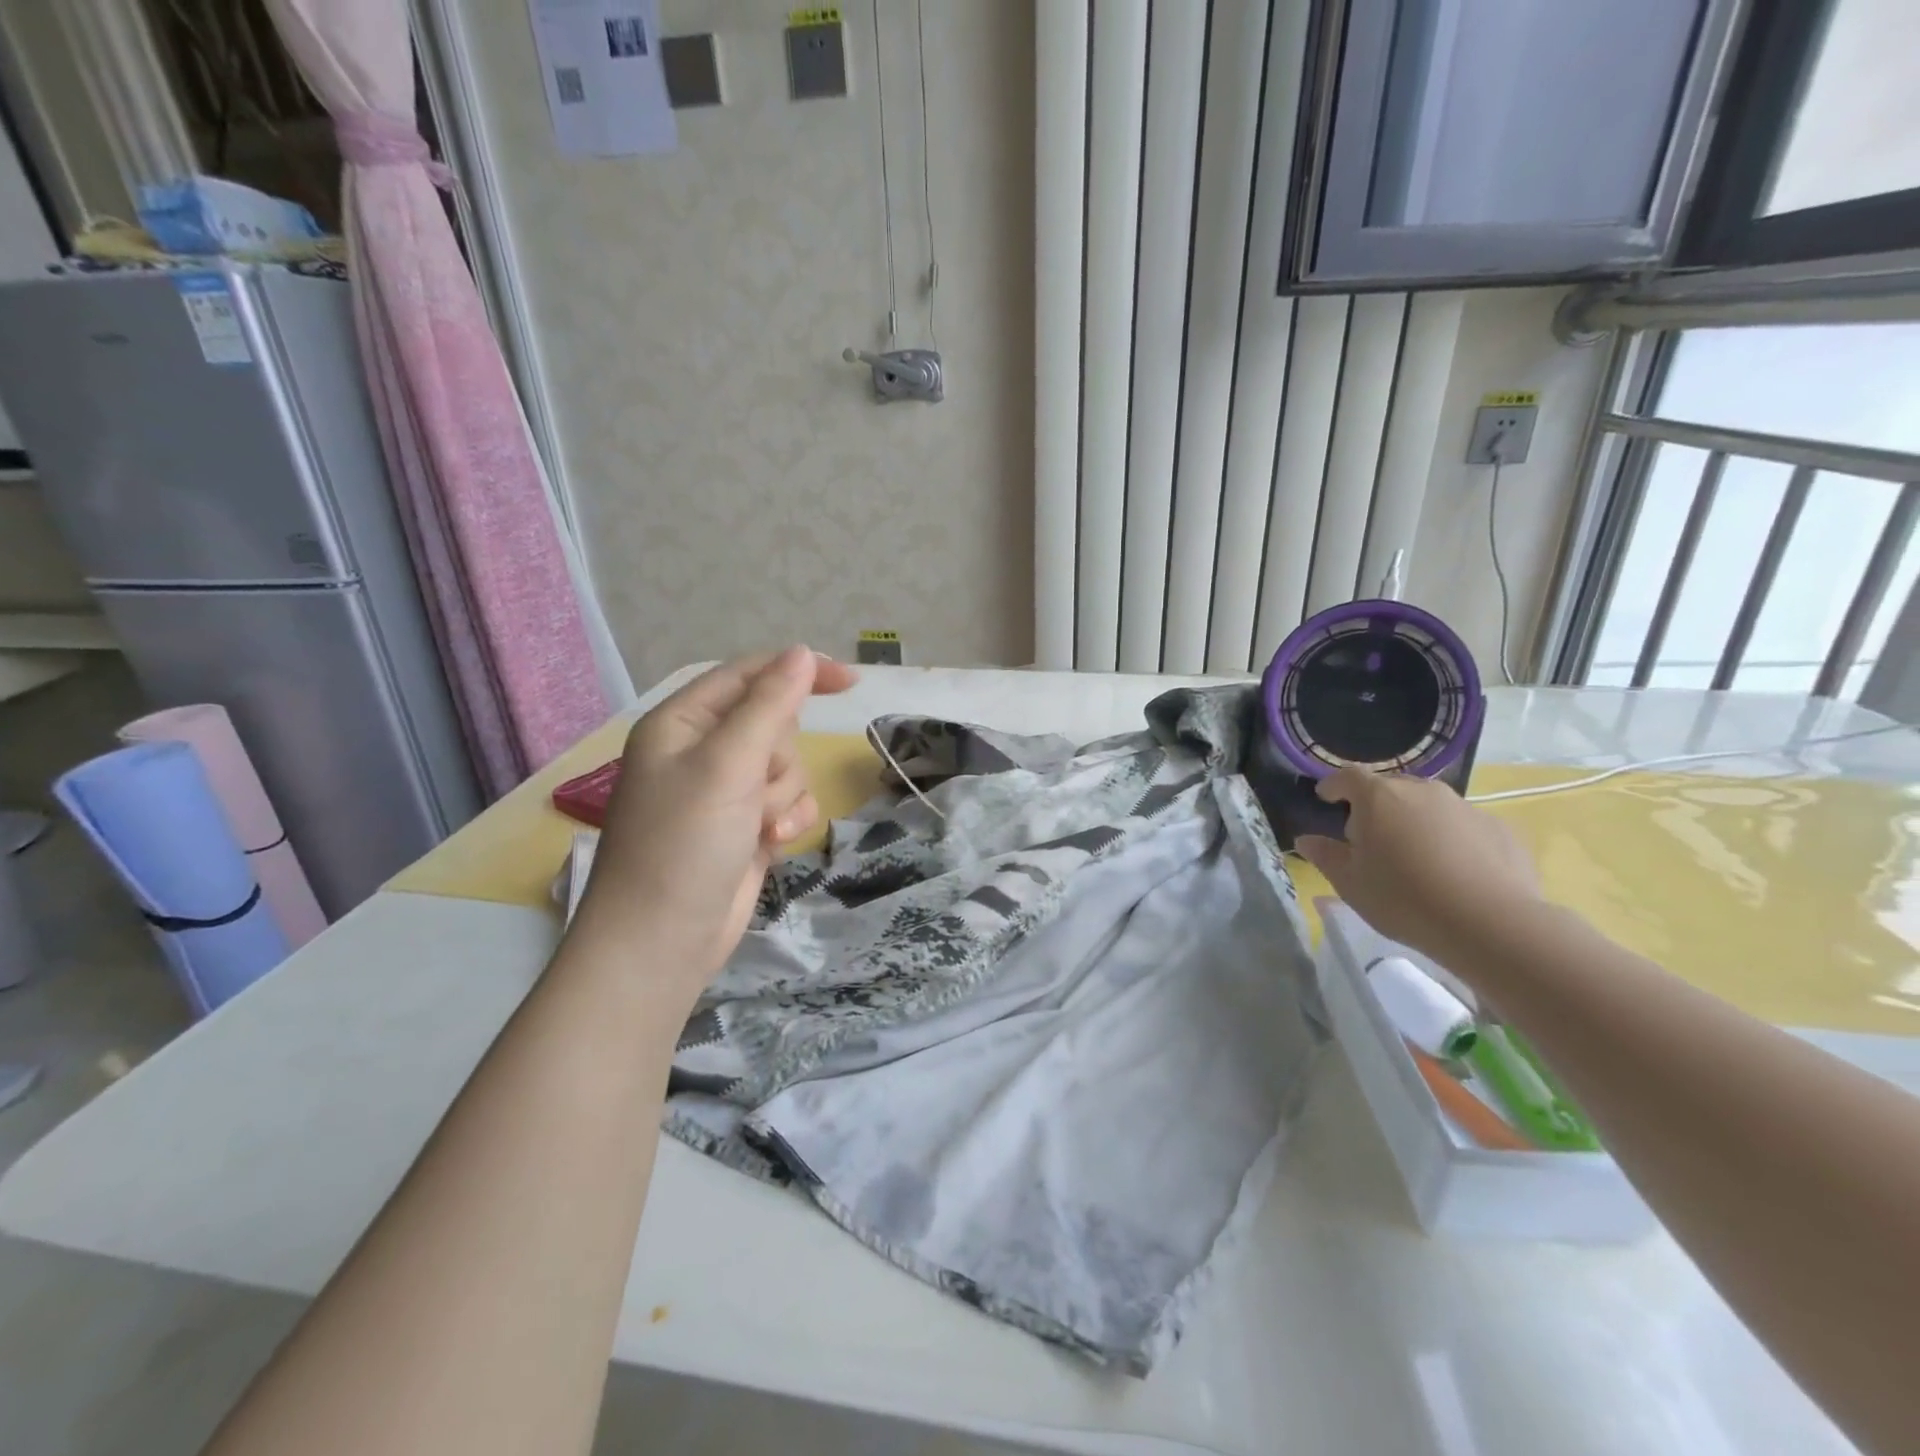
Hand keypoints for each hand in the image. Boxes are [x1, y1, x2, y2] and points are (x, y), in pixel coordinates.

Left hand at [569, 647, 857, 998]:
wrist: (663, 941)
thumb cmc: (683, 843)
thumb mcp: (727, 764)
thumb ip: (769, 704)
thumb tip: (803, 652)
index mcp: (683, 723)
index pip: (749, 675)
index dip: (799, 671)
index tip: (851, 682)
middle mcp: (704, 751)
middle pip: (776, 724)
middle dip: (780, 758)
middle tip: (755, 790)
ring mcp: (727, 791)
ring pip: (790, 767)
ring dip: (784, 797)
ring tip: (757, 828)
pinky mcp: (747, 825)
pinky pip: (791, 802)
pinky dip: (789, 820)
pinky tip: (771, 844)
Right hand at [1295, 767, 1541, 960]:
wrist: (1490, 923)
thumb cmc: (1403, 898)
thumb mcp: (1349, 882)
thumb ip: (1325, 855)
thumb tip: (1307, 840)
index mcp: (1378, 797)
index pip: (1348, 777)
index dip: (1334, 786)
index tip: (1326, 799)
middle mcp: (1422, 790)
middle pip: (1391, 789)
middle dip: (1377, 807)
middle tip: (1371, 839)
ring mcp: (1465, 806)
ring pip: (1429, 806)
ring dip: (1416, 822)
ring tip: (1415, 858)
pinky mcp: (1499, 828)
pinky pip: (1464, 827)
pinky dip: (1452, 840)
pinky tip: (1454, 872)